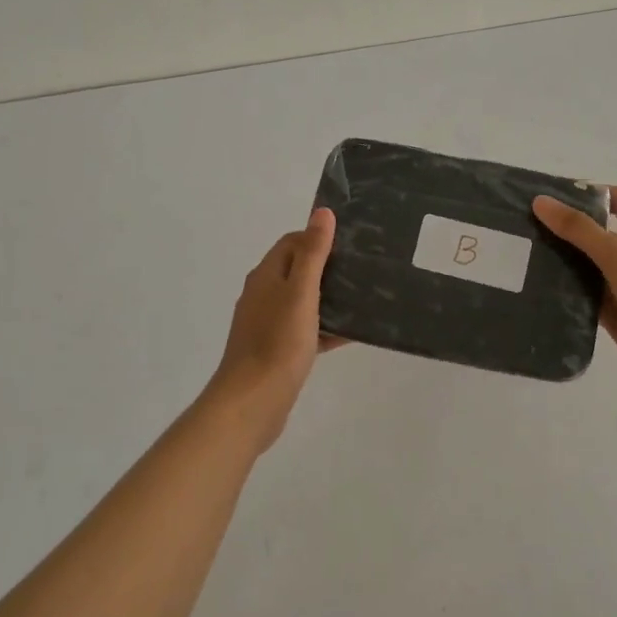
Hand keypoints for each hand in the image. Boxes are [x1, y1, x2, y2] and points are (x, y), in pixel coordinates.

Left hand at [203, 208, 343, 449]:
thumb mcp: (301, 293)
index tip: (351, 243)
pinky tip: (352, 333)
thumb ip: (313, 253)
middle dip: (329, 267)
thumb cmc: (277, 343)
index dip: (319, 237)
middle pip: (299, 269)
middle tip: (363, 268)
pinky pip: (306, 330)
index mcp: (266, 276)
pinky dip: (327, 328)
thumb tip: (322, 212)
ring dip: (331, 298)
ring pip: (305, 301)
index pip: (292, 242)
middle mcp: (264, 295)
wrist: (252, 404)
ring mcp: (269, 323)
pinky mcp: (277, 350)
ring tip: (364, 298)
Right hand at [531, 187, 616, 406]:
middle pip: (596, 235)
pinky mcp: (615, 317)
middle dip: (565, 229)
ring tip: (521, 258)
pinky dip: (564, 296)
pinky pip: (584, 300)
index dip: (591, 193)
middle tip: (524, 226)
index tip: (554, 195)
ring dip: (561, 264)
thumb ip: (579, 229)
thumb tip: (540, 201)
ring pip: (587, 269)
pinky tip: (536, 294)